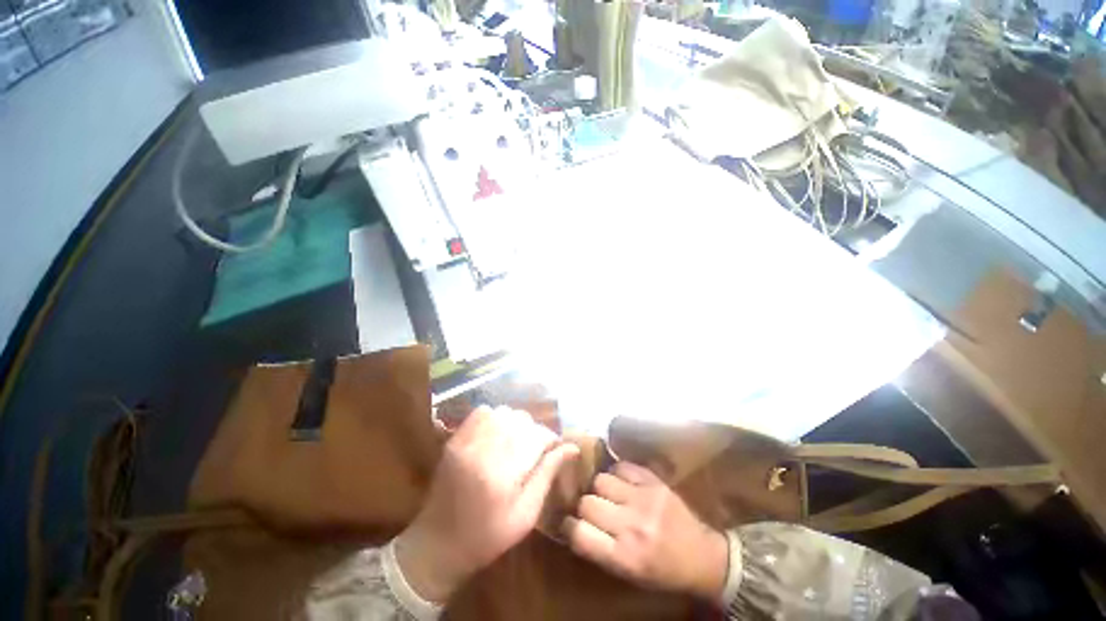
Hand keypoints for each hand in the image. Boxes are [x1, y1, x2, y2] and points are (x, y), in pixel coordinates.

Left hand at [396, 406, 578, 601]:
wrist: (437, 544)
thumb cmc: (488, 537)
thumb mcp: (526, 515)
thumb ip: (548, 474)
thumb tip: (572, 448)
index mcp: (503, 476)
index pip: (536, 438)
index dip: (550, 439)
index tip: (554, 447)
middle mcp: (483, 452)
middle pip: (521, 421)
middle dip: (534, 430)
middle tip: (535, 448)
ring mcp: (465, 442)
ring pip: (503, 412)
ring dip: (516, 422)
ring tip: (517, 440)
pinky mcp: (455, 440)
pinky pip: (481, 412)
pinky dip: (495, 416)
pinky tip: (498, 433)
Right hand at [563, 461, 728, 600]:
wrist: (702, 557)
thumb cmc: (662, 571)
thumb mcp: (627, 573)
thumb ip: (598, 549)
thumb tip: (572, 524)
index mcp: (624, 557)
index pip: (579, 533)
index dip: (569, 526)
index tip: (569, 522)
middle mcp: (631, 526)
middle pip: (587, 503)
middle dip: (585, 506)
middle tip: (593, 509)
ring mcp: (644, 499)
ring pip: (601, 480)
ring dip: (600, 488)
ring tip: (608, 494)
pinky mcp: (654, 481)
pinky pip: (621, 466)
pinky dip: (617, 473)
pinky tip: (622, 482)